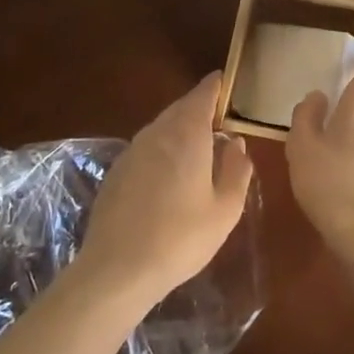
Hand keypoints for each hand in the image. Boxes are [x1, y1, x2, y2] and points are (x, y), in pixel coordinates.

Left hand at [77, 73, 253, 305]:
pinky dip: (162, 150)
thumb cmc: (181, 237)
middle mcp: (158, 132)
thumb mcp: (225, 209)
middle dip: (200, 108)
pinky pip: (146, 148)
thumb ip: (237, 169)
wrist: (116, 270)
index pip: (203, 93)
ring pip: (162, 127)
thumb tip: (236, 143)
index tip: (227, 83)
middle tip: (219, 120)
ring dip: (180, 130)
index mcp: (188, 133)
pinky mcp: (116, 172)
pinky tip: (169, 177)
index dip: (217, 86)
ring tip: (198, 149)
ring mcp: (132, 150)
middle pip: (181, 107)